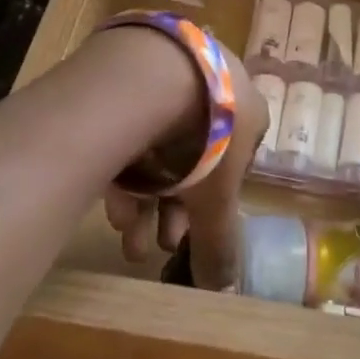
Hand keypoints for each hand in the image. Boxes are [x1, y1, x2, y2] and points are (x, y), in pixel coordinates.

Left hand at [103, 50, 265, 290]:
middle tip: (162, 244)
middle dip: (177, 208)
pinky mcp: (130, 71)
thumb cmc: (205, 136)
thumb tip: (223, 287)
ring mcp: (171, 74)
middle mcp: (213, 86)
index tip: (194, 231)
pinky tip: (113, 203)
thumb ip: (218, 243)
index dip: (215, 202)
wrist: (151, 74)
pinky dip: (126, 166)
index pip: (237, 161)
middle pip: (195, 156)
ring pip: (159, 144)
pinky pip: (132, 126)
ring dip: (149, 198)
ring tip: (131, 241)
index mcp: (246, 108)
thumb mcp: (216, 199)